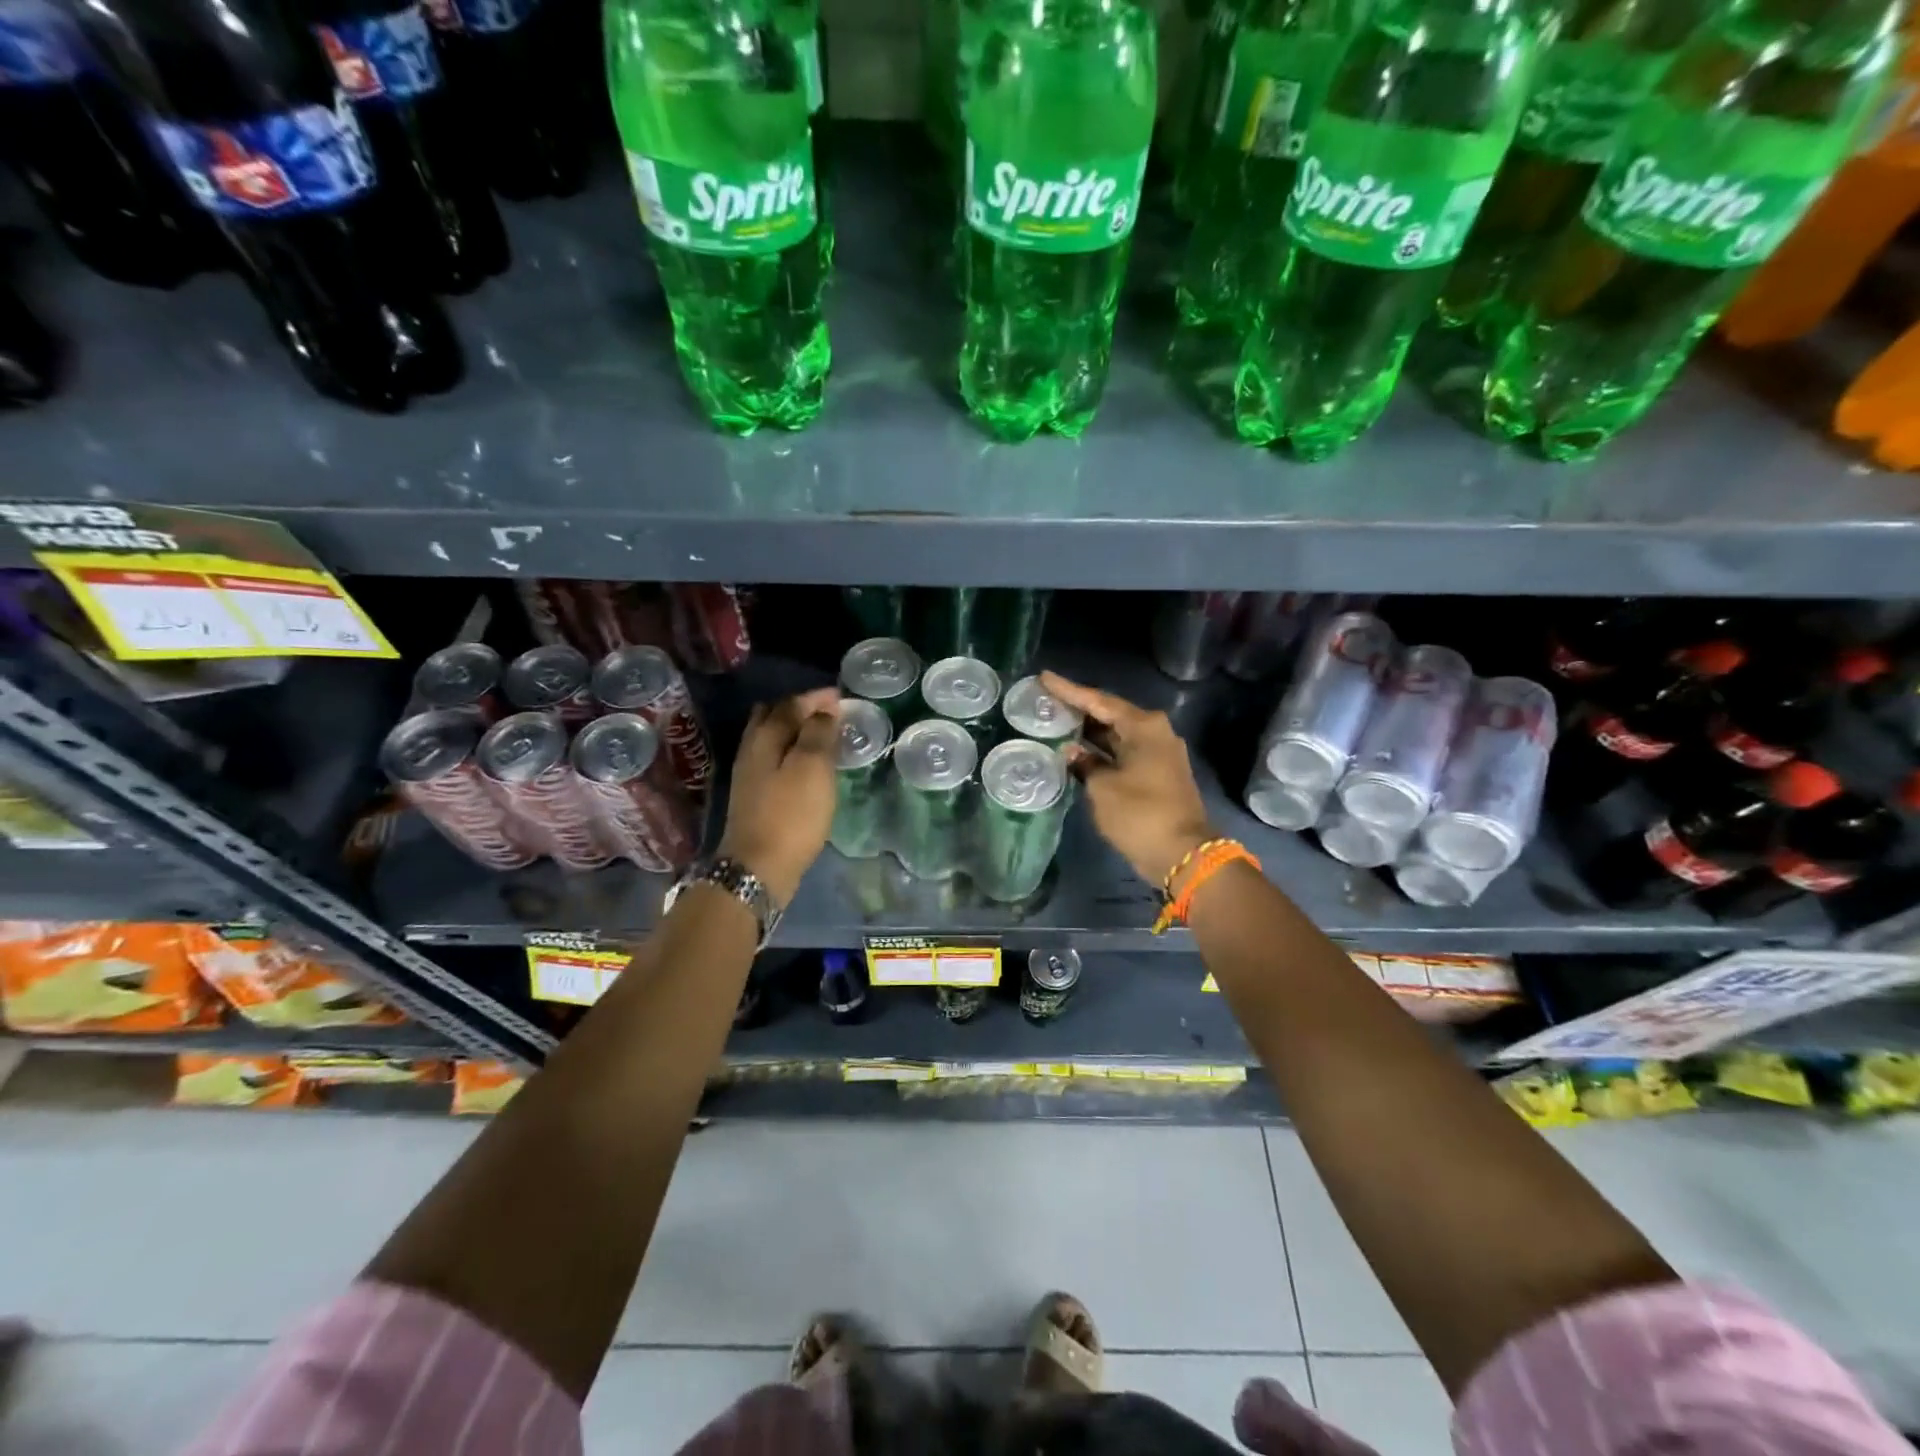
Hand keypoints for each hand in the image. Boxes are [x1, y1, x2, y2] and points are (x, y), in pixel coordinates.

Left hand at [717, 687, 840, 904]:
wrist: (758, 868)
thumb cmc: (791, 814)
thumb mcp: (812, 768)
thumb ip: (819, 734)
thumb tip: (824, 710)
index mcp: (765, 736)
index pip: (791, 704)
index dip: (816, 698)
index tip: (841, 696)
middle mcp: (752, 748)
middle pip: (774, 716)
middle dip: (801, 709)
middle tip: (829, 713)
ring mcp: (749, 773)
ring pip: (771, 738)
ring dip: (794, 731)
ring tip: (821, 736)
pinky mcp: (754, 795)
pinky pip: (773, 758)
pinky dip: (790, 751)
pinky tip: (805, 765)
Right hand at [1040, 672, 1214, 890]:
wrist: (1182, 854)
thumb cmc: (1139, 814)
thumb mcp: (1102, 787)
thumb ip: (1084, 764)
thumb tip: (1072, 752)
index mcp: (1144, 726)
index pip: (1098, 700)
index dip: (1069, 690)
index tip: (1044, 677)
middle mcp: (1154, 732)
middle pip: (1109, 714)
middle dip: (1078, 709)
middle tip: (1045, 700)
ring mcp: (1158, 754)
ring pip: (1116, 735)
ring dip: (1088, 732)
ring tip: (1054, 722)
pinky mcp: (1156, 773)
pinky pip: (1122, 752)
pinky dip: (1100, 751)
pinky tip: (1075, 752)